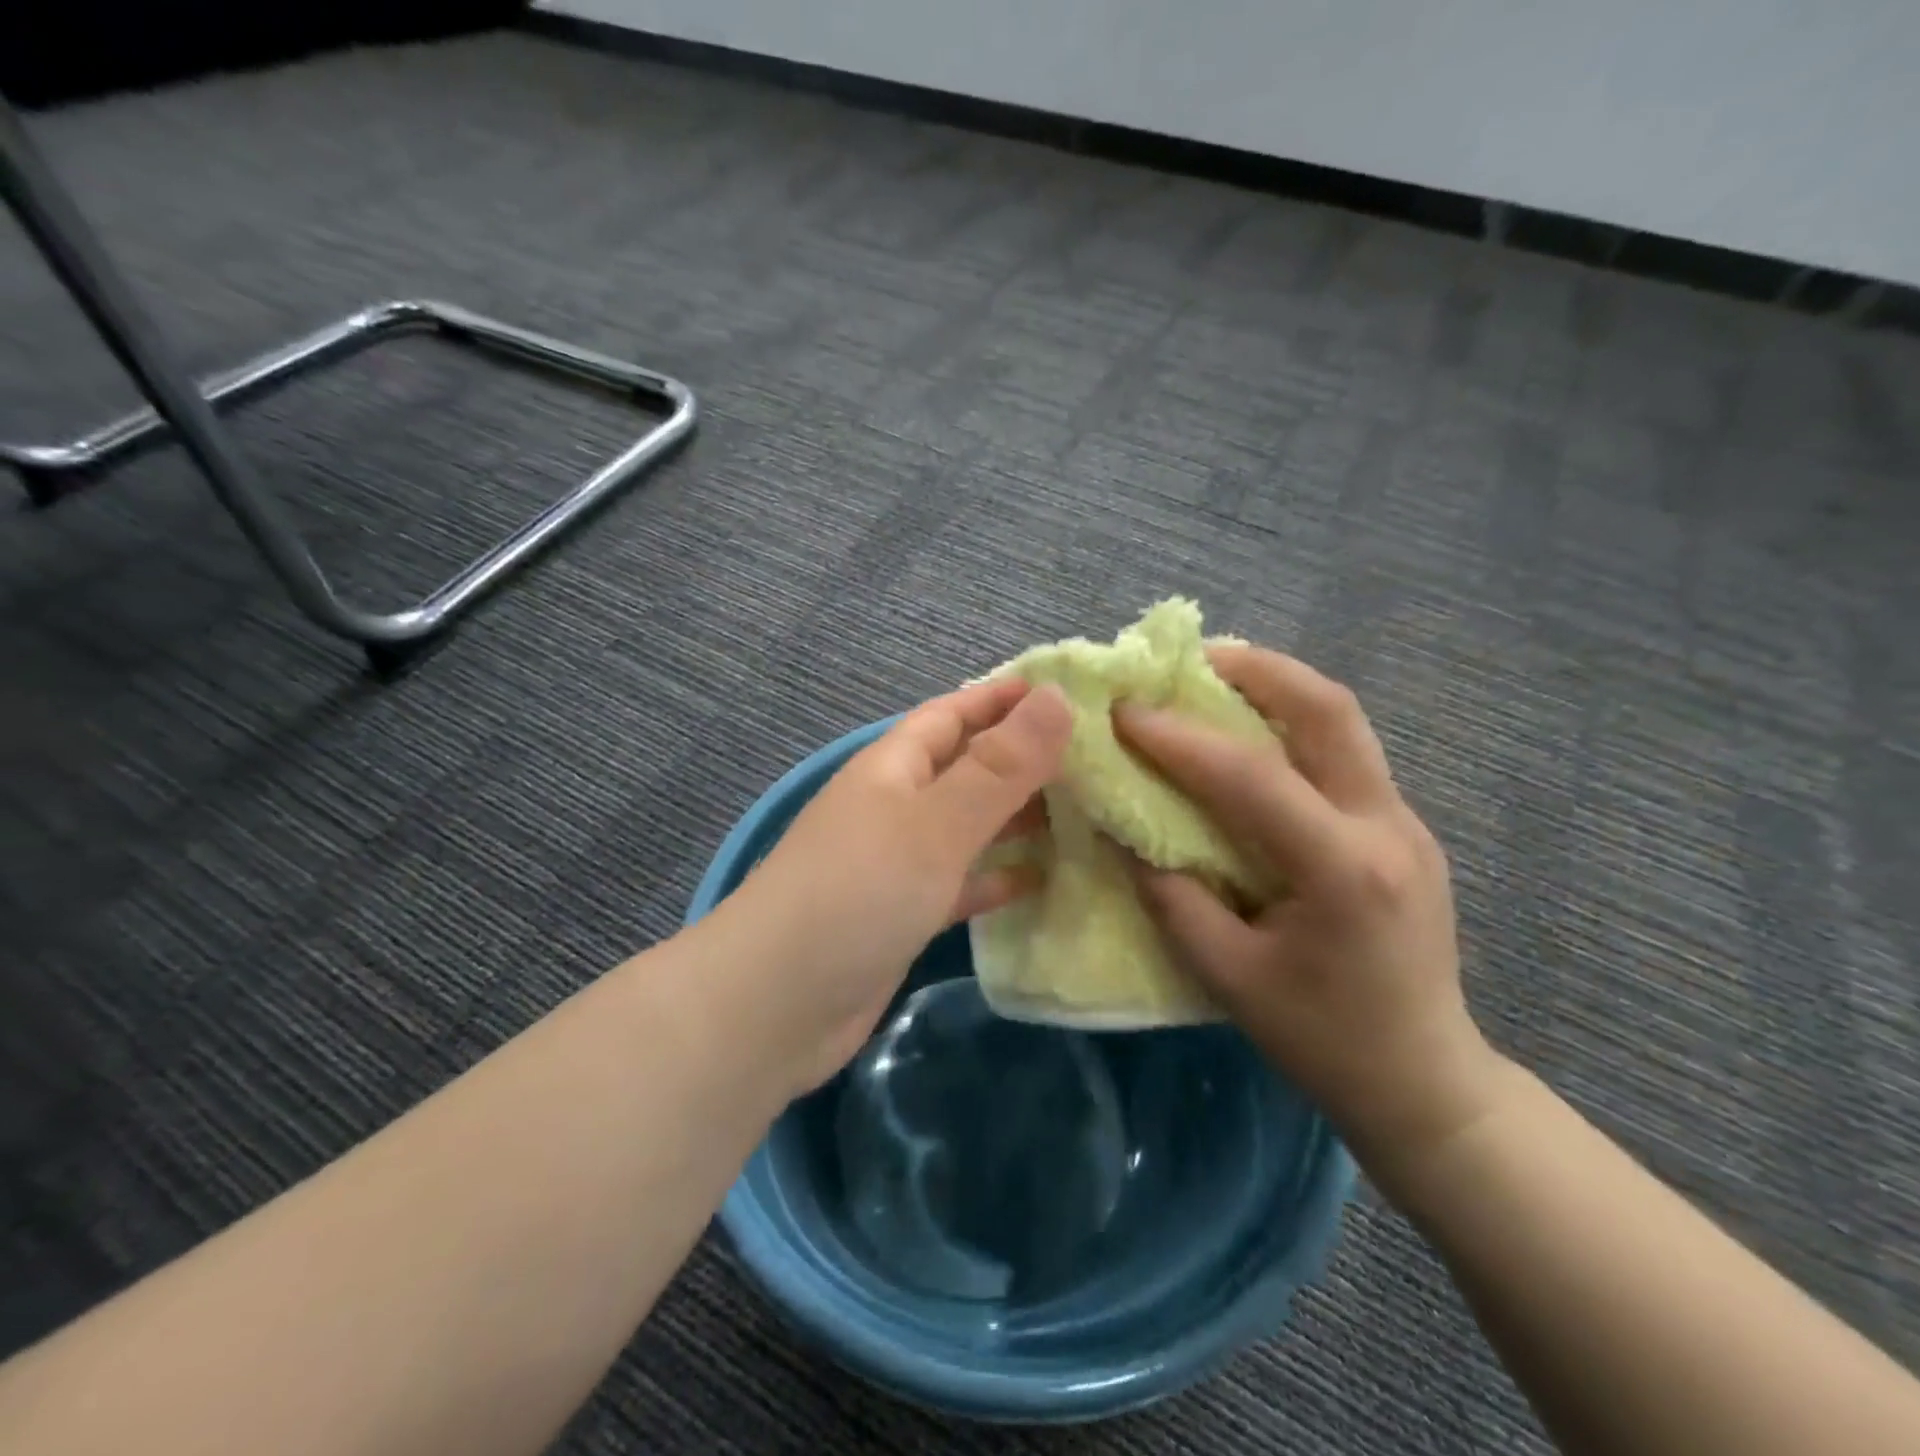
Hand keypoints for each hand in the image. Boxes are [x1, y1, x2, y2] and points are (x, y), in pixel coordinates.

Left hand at [715, 678, 1071, 1093]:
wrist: (775, 1006)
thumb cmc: (858, 894)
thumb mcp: (935, 822)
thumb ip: (1000, 766)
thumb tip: (1056, 697)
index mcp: (893, 767)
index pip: (953, 713)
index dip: (1003, 699)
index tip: (1066, 691)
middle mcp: (894, 806)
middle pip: (966, 769)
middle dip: (1022, 760)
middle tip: (1094, 758)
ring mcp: (897, 863)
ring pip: (968, 827)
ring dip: (1016, 819)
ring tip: (1085, 813)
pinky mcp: (903, 914)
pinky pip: (960, 882)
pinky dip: (997, 877)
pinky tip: (1041, 880)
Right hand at [1115, 646, 1505, 1170]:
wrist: (1426, 1082)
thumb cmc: (1321, 1038)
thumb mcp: (1226, 976)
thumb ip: (1170, 895)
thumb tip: (1125, 830)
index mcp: (1343, 870)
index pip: (1251, 777)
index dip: (1179, 739)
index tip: (1125, 712)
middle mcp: (1387, 827)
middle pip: (1330, 711)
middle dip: (1258, 670)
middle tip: (1193, 658)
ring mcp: (1406, 823)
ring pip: (1345, 723)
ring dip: (1280, 688)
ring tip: (1218, 679)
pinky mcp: (1403, 830)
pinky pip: (1344, 756)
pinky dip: (1293, 728)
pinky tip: (1253, 740)